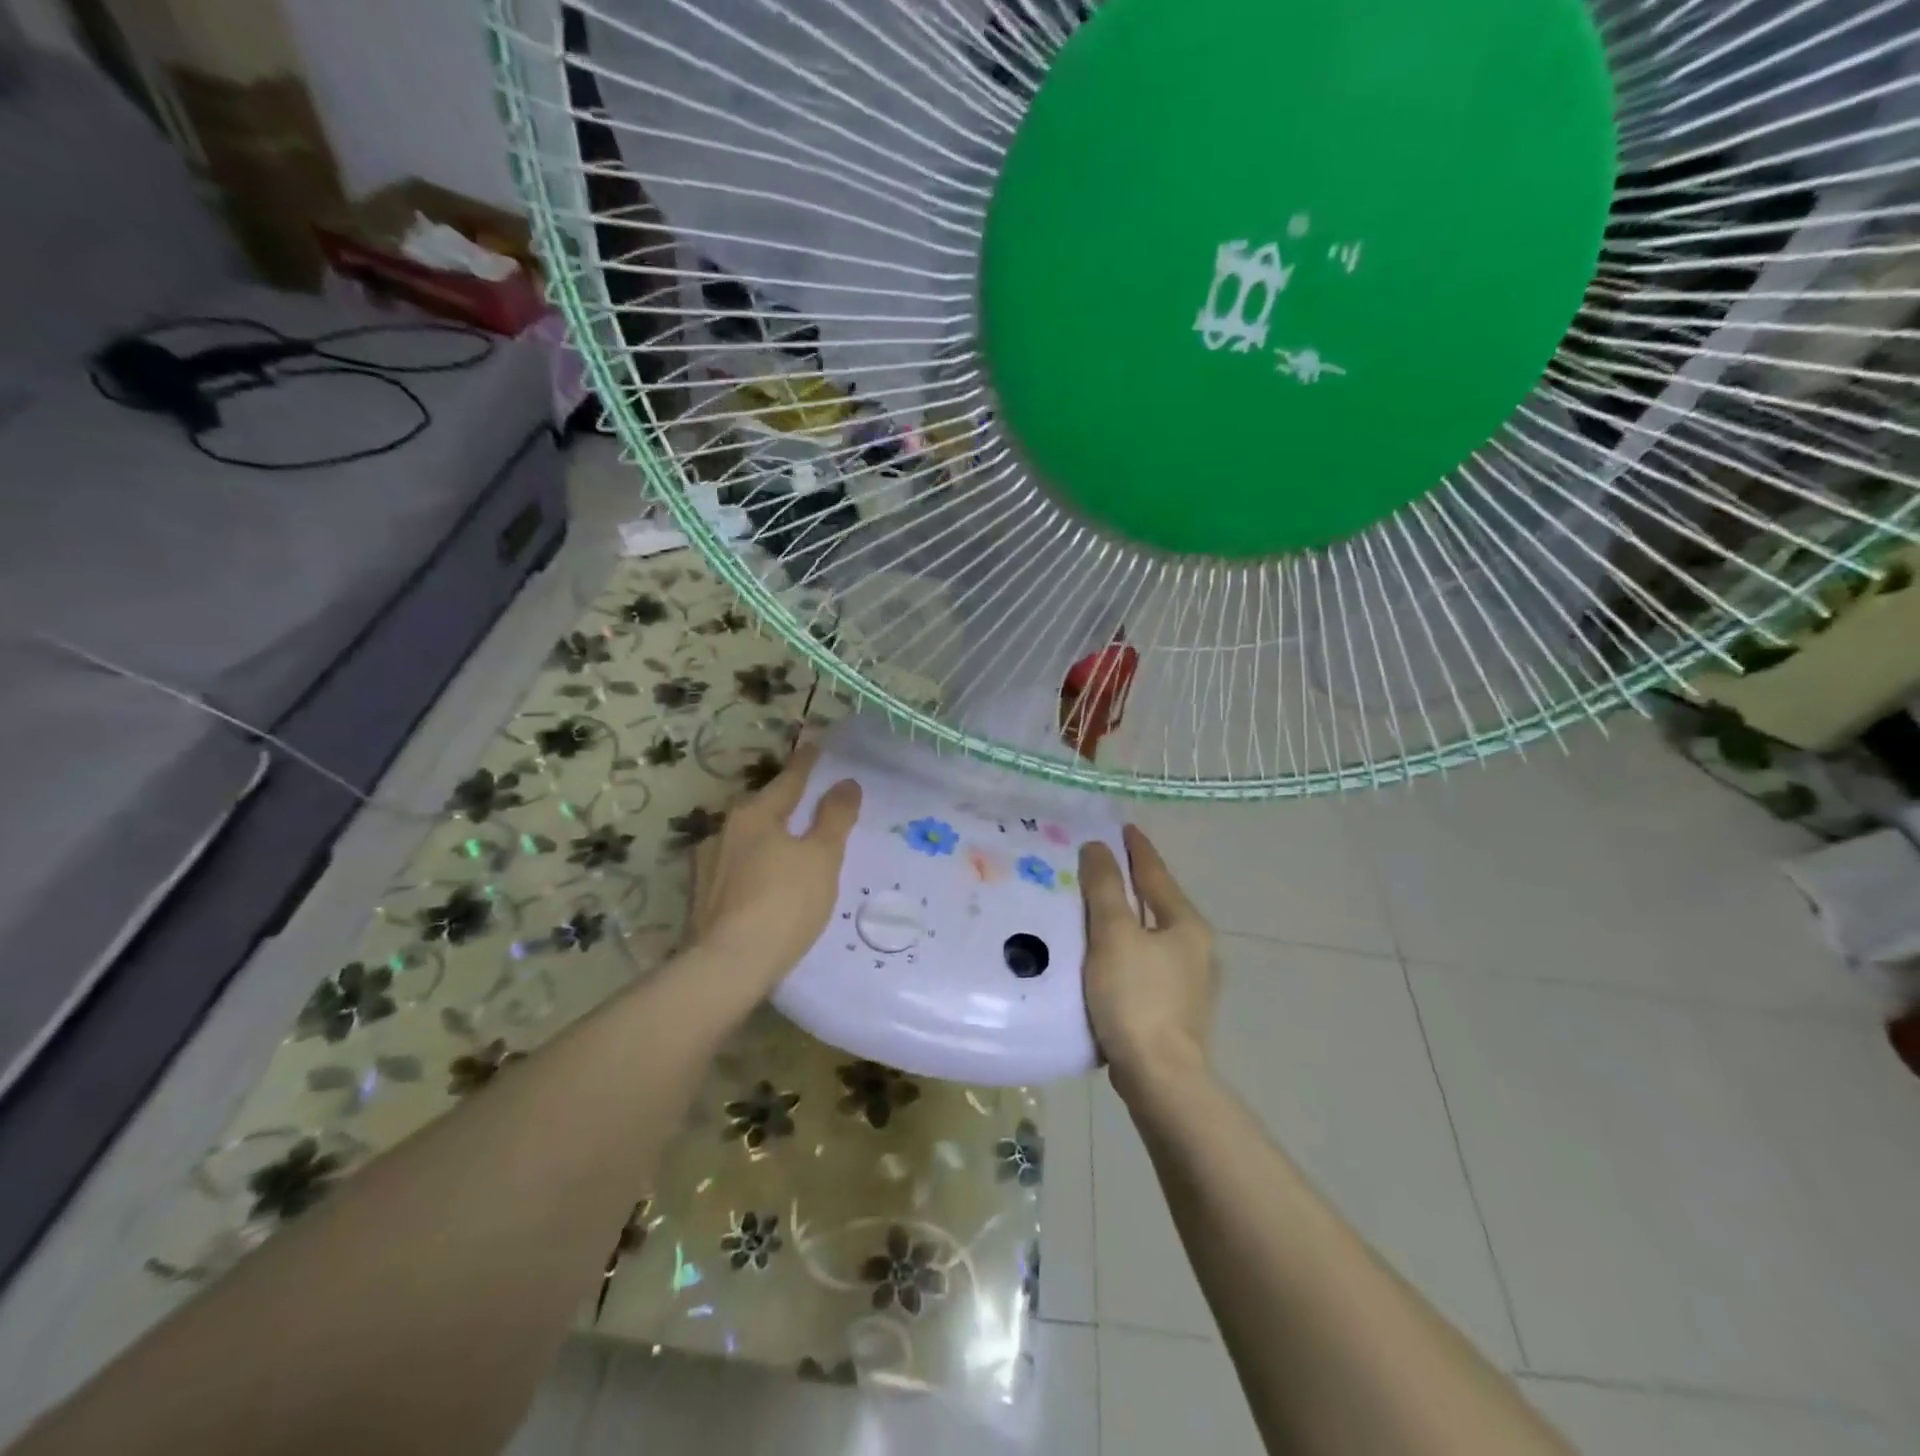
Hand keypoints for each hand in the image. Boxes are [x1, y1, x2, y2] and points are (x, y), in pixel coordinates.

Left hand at [689, 743, 861, 990]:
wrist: (728, 966)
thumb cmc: (784, 903)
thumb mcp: (822, 857)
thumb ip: (835, 817)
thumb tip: (846, 783)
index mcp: (755, 814)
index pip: (788, 779)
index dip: (806, 763)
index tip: (816, 745)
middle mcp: (725, 830)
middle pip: (764, 807)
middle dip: (786, 802)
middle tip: (811, 801)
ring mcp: (708, 864)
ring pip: (747, 839)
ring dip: (769, 836)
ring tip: (791, 846)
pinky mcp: (701, 896)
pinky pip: (737, 868)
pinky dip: (756, 866)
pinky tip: (766, 883)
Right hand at [1079, 824, 1216, 1098]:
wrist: (1160, 1079)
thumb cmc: (1137, 998)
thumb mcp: (1114, 935)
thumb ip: (1105, 888)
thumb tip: (1098, 848)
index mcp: (1186, 925)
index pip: (1157, 874)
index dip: (1137, 849)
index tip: (1123, 827)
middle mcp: (1195, 948)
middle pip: (1158, 902)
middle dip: (1131, 882)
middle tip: (1100, 863)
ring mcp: (1188, 982)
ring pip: (1151, 934)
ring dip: (1127, 917)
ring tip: (1095, 905)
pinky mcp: (1174, 1009)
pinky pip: (1145, 962)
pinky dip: (1125, 948)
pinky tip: (1104, 955)